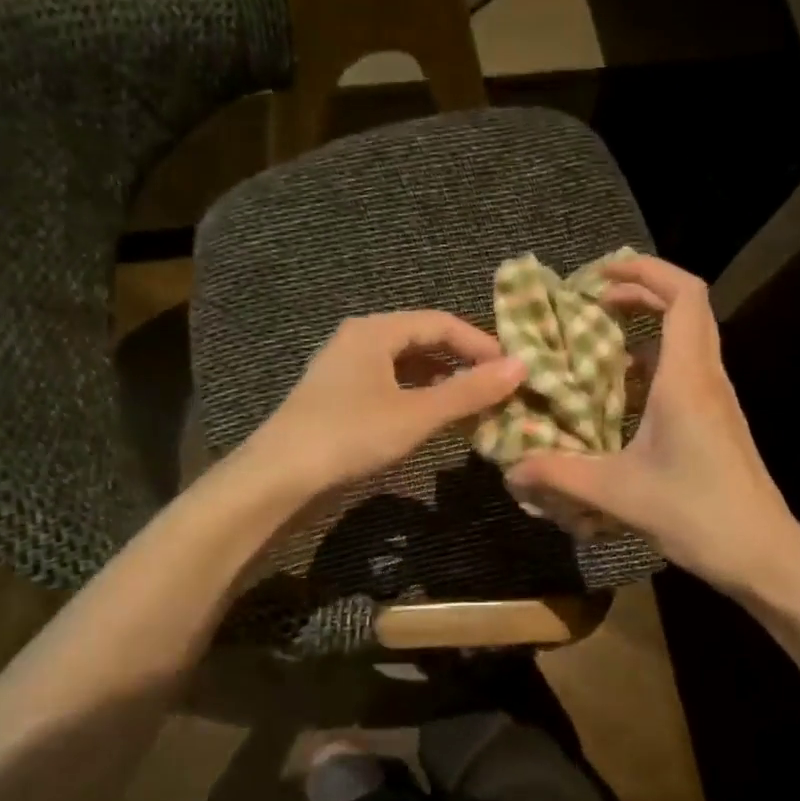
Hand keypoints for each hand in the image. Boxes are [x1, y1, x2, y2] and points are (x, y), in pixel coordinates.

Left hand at [246, 311, 525, 498]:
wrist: (278, 478)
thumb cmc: (349, 436)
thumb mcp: (416, 414)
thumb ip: (469, 391)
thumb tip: (522, 367)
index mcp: (375, 331)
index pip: (441, 322)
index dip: (481, 344)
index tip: (513, 371)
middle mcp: (359, 340)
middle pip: (423, 340)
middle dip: (463, 362)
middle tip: (498, 388)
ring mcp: (346, 370)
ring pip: (407, 365)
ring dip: (443, 382)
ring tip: (475, 405)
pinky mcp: (339, 398)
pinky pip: (391, 385)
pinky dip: (419, 397)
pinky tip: (436, 419)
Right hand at [504, 255, 799, 595]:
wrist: (763, 554)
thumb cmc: (698, 514)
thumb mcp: (618, 493)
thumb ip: (560, 475)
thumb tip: (511, 468)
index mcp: (688, 379)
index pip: (684, 294)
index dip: (645, 271)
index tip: (600, 276)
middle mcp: (707, 378)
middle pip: (686, 308)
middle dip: (639, 293)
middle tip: (590, 305)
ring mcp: (716, 400)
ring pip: (686, 340)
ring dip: (646, 329)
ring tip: (596, 344)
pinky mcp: (716, 421)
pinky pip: (685, 372)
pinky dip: (652, 365)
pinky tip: (619, 395)